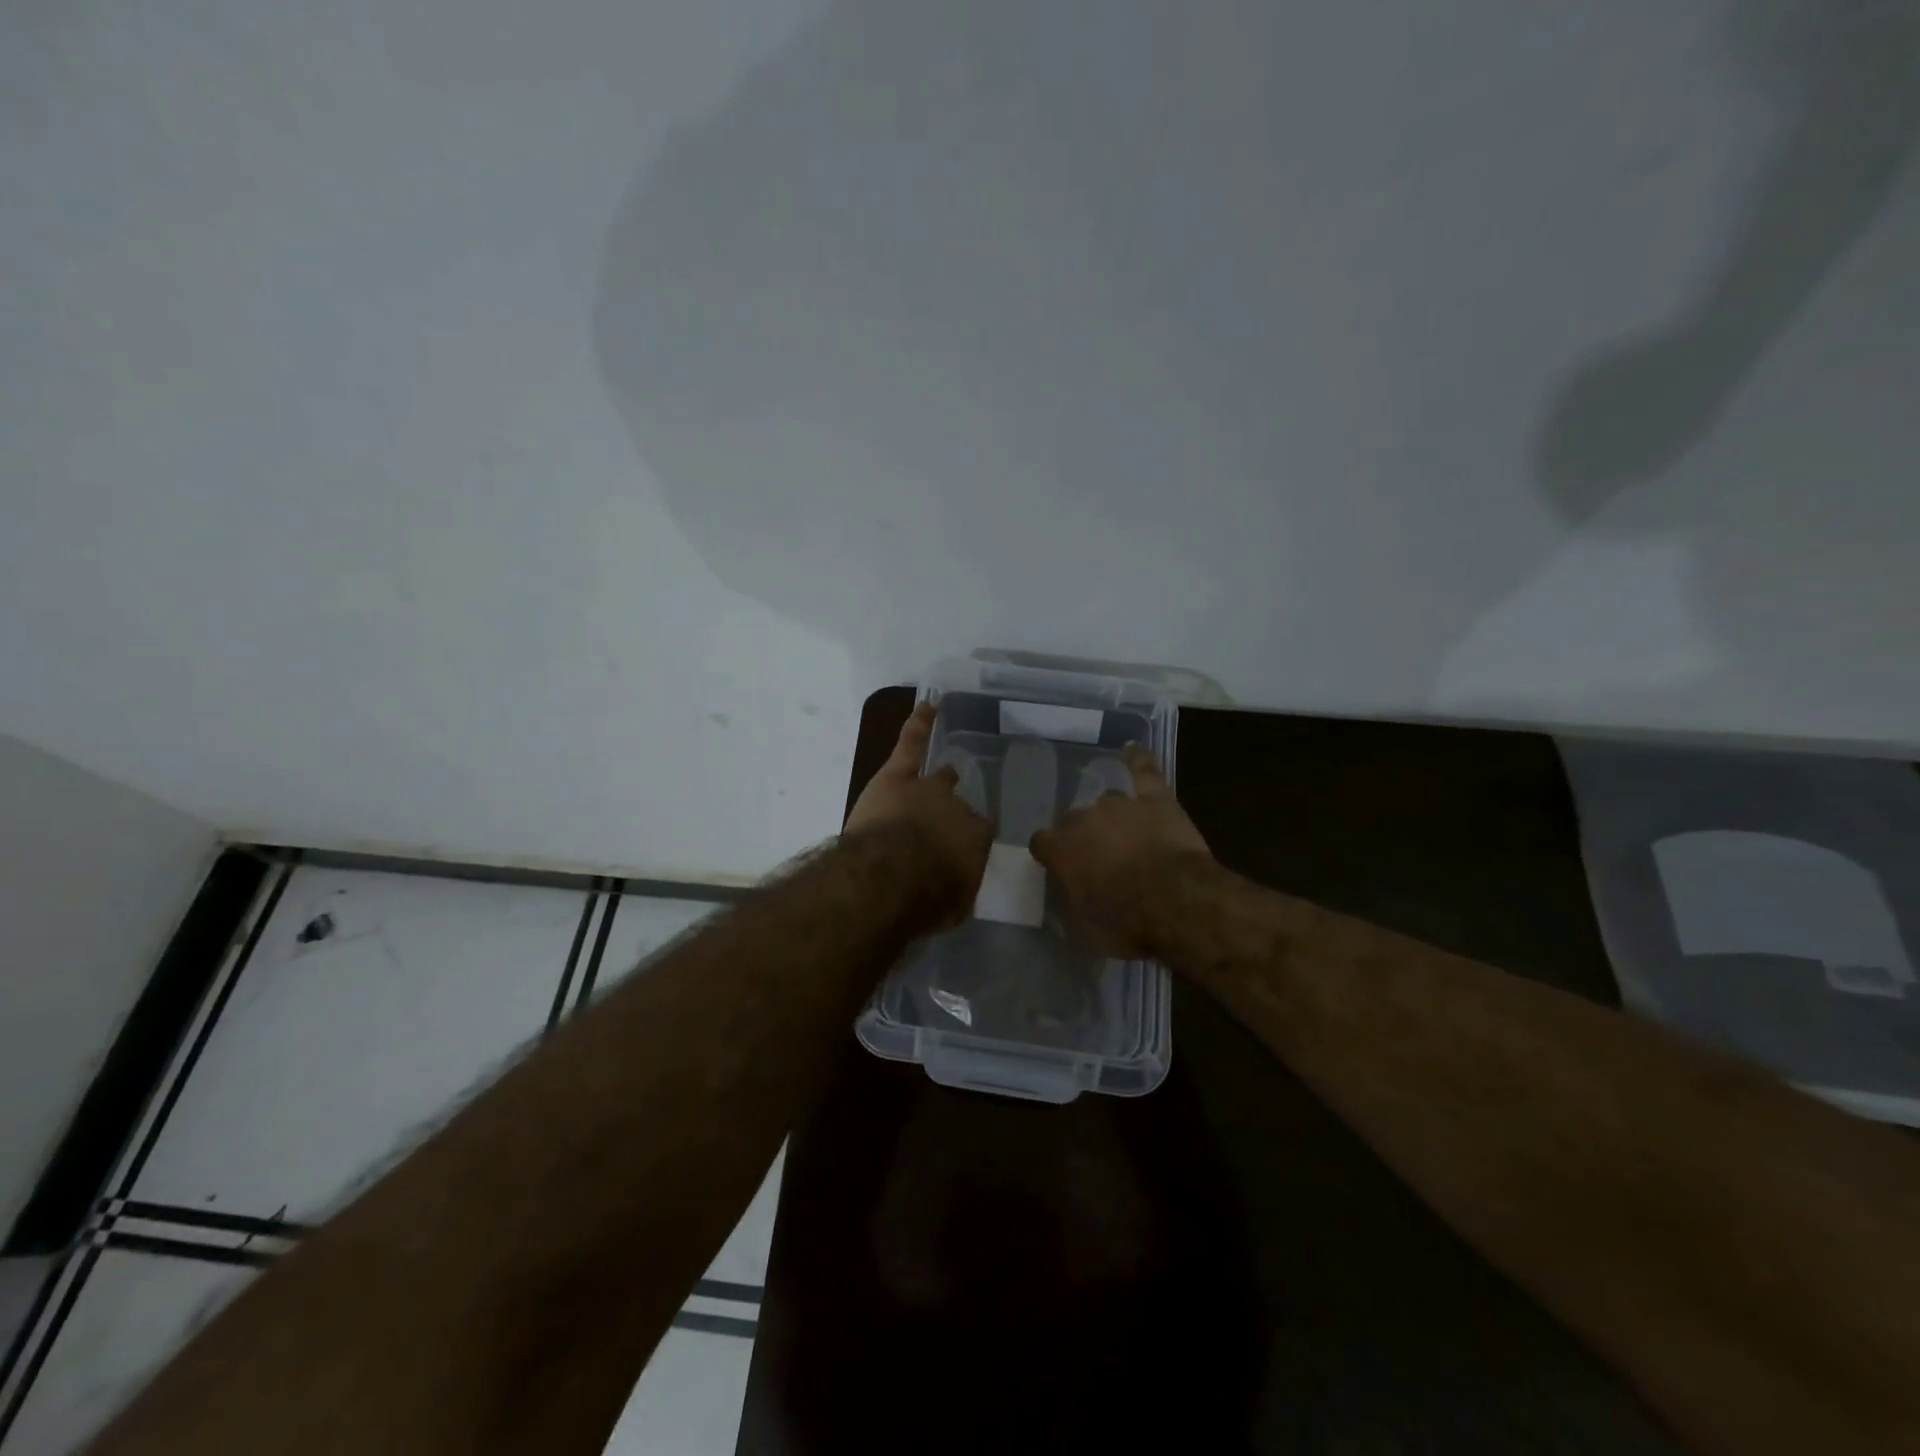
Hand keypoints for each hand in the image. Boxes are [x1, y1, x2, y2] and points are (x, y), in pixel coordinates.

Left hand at [844, 702, 992, 916]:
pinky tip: (928, 706)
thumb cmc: (925, 900)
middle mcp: (958, 809)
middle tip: (946, 824)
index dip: (968, 841)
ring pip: (939, 777)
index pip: (978, 835)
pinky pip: (912, 743)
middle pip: (960, 806)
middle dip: (954, 814)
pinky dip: (920, 724)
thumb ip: (959, 888)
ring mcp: (928, 787)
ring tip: (947, 774)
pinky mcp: (897, 776)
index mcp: (975, 840)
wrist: (889, 877)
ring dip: (941, 779)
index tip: (960, 852)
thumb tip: (957, 885)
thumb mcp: (954, 905)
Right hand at [1029, 743, 1213, 957]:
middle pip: (1074, 820)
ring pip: (1107, 803)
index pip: (1042, 842)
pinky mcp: (1155, 798)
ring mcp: (1120, 804)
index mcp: (1061, 848)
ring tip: (1125, 835)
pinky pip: (1143, 770)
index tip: (1059, 868)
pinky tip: (1132, 748)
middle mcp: (1083, 818)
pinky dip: (1137, 759)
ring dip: (1112, 818)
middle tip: (1100, 860)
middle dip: (1083, 837)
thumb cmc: (1126, 922)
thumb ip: (1069, 907)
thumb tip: (1066, 900)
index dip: (1051, 855)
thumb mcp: (1084, 930)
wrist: (1177, 902)